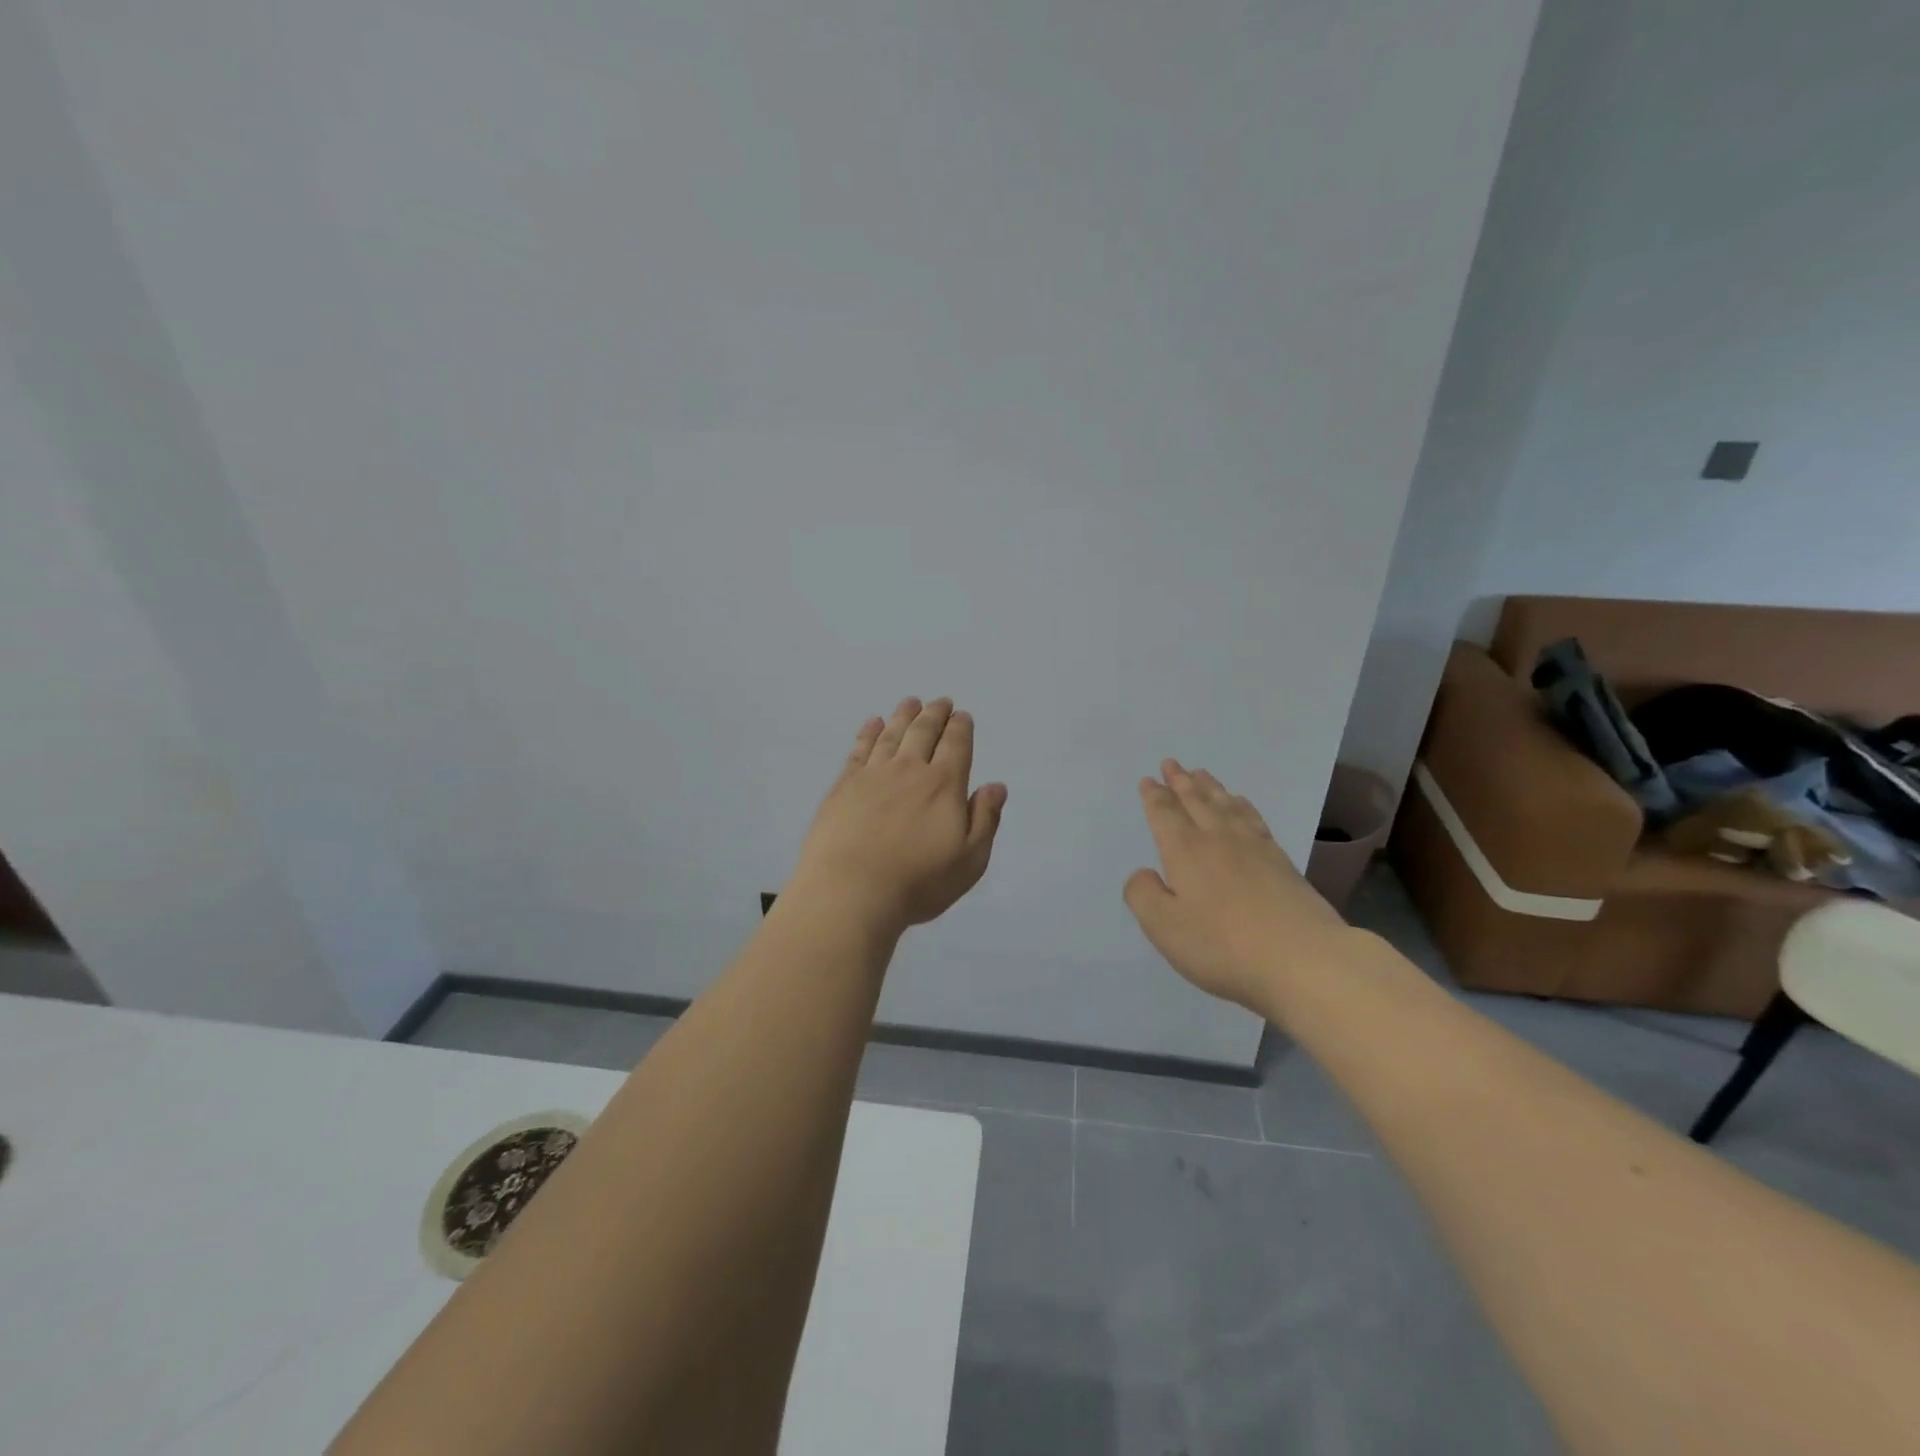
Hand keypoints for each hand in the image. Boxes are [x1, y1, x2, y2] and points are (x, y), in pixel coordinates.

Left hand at [792, 698, 1007, 933]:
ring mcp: (873, 775)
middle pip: (923, 732)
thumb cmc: (918, 882)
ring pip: (892, 734)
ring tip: (910, 702)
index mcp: (944, 785)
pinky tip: (872, 723)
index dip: (961, 727)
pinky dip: (868, 732)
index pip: (956, 745)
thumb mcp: (969, 860)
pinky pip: (859, 749)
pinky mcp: (843, 786)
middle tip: (940, 701)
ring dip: (904, 716)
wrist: (851, 891)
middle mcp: (909, 770)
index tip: (963, 715)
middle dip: (935, 714)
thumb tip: (996, 785)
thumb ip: (985, 819)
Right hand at [1124, 759, 1353, 1010]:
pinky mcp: (1281, 861)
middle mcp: (1218, 839)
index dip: (1154, 796)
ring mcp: (1254, 847)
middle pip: (1196, 801)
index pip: (1165, 814)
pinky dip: (1241, 804)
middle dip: (1180, 781)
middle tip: (1171, 763)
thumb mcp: (1164, 927)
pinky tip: (1240, 803)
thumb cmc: (1224, 946)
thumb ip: (1143, 895)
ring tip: (1200, 773)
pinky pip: (1253, 818)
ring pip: (1225, 804)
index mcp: (1185, 851)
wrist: (1304, 959)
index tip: (1148, 780)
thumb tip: (1143, 873)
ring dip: (1209, 786)